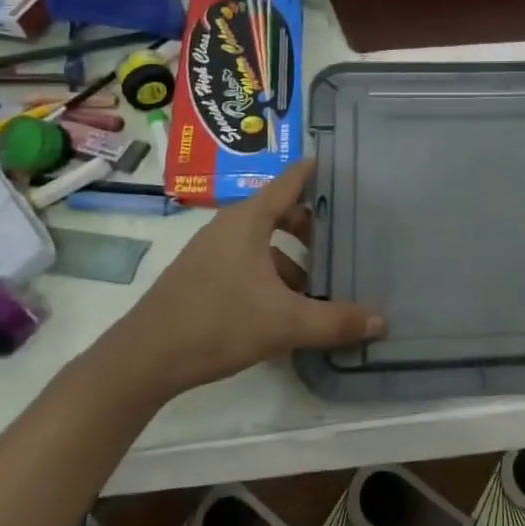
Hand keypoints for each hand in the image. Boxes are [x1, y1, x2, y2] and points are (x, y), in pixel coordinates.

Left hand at [88, 160, 383, 403]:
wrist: (143, 359)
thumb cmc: (217, 324)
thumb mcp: (285, 324)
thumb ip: (335, 321)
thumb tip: (381, 320)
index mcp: (248, 221)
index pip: (289, 180)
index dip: (316, 171)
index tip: (343, 166)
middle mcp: (229, 226)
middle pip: (278, 210)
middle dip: (311, 222)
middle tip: (343, 235)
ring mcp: (211, 250)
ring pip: (262, 239)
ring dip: (291, 255)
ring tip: (319, 282)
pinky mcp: (201, 275)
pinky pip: (247, 259)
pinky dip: (271, 271)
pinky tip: (284, 306)